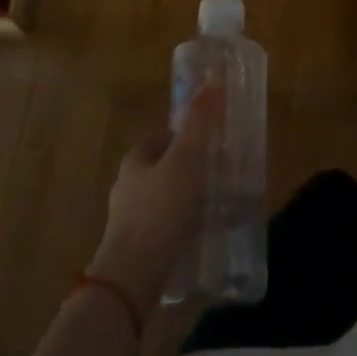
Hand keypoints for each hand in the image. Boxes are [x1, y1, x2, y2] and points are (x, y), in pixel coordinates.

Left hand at [90, 85, 221, 307]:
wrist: (134, 274)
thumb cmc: (160, 209)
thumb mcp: (185, 160)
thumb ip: (199, 123)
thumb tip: (212, 81)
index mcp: (135, 160)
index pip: (159, 136)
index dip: (184, 132)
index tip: (211, 136)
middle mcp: (130, 186)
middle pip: (165, 166)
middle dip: (193, 164)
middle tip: (224, 166)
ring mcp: (134, 218)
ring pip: (170, 195)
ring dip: (195, 194)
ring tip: (226, 198)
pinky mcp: (143, 244)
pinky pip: (172, 223)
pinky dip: (192, 220)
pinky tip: (214, 228)